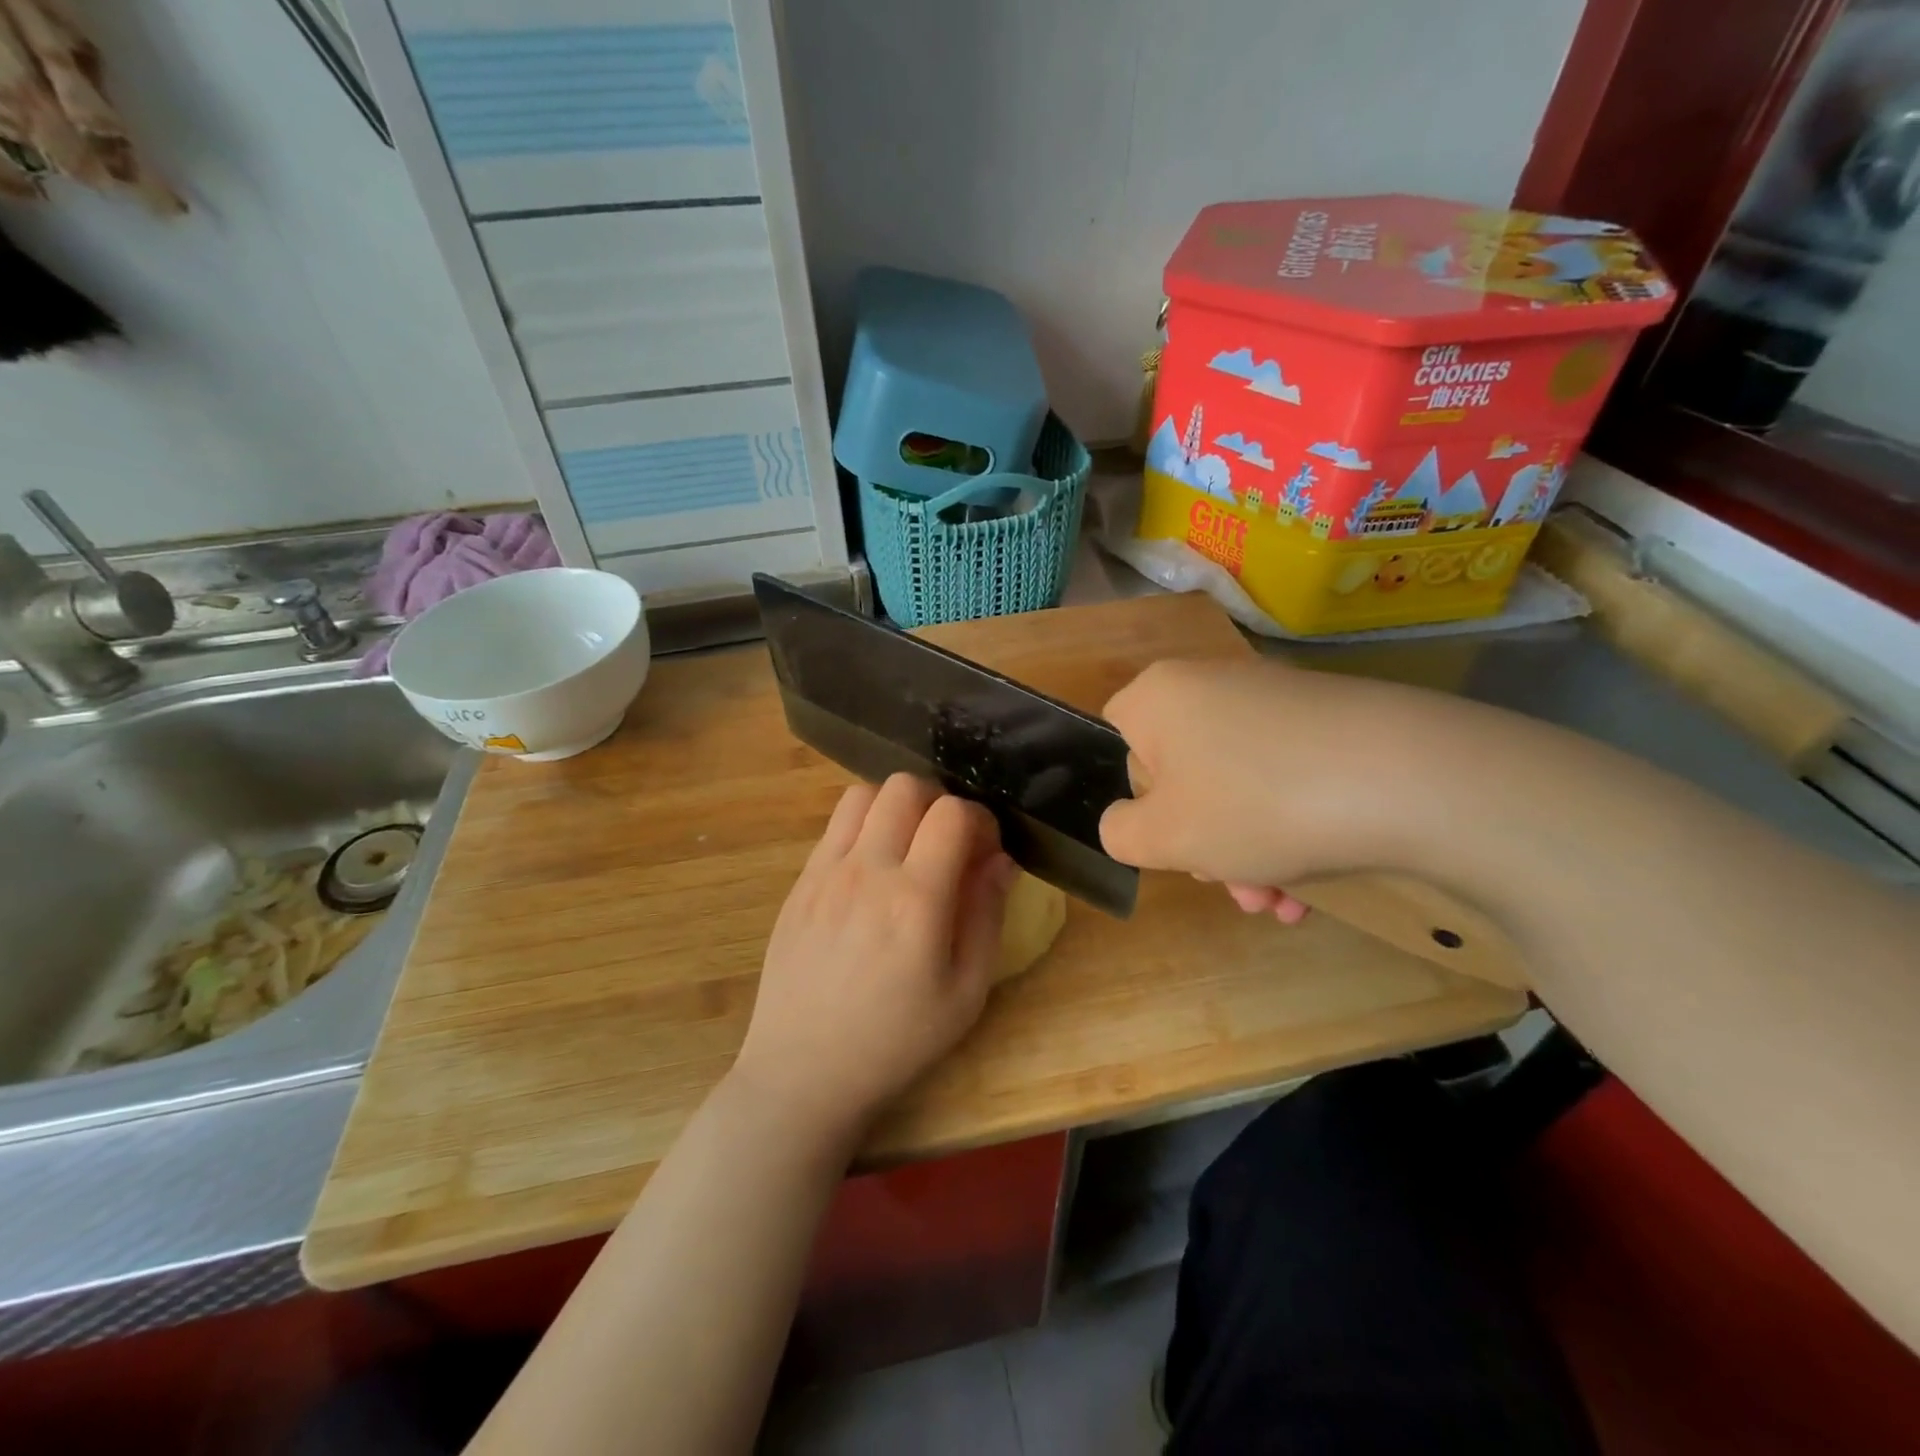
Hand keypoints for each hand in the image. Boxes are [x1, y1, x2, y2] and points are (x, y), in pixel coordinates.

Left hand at [731, 774, 1017, 1143]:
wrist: (803, 1071)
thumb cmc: (896, 1040)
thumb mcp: (965, 993)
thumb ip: (987, 916)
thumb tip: (1001, 860)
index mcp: (915, 900)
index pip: (953, 814)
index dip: (980, 820)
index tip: (985, 851)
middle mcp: (867, 871)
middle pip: (905, 786)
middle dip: (939, 802)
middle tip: (948, 843)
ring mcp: (825, 872)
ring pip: (863, 794)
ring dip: (895, 807)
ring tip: (907, 847)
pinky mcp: (800, 882)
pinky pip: (834, 826)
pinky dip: (862, 827)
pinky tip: (871, 870)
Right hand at [1097, 658, 1425, 916]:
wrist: (1410, 776)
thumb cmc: (1255, 803)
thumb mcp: (1164, 836)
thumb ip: (1119, 832)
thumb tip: (1126, 822)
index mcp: (1159, 697)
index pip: (1117, 743)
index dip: (1133, 799)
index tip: (1166, 838)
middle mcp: (1212, 684)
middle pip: (1183, 774)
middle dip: (1202, 841)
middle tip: (1229, 885)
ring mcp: (1275, 699)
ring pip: (1236, 785)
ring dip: (1247, 851)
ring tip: (1278, 902)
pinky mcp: (1329, 720)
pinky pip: (1285, 778)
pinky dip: (1288, 829)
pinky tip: (1311, 888)